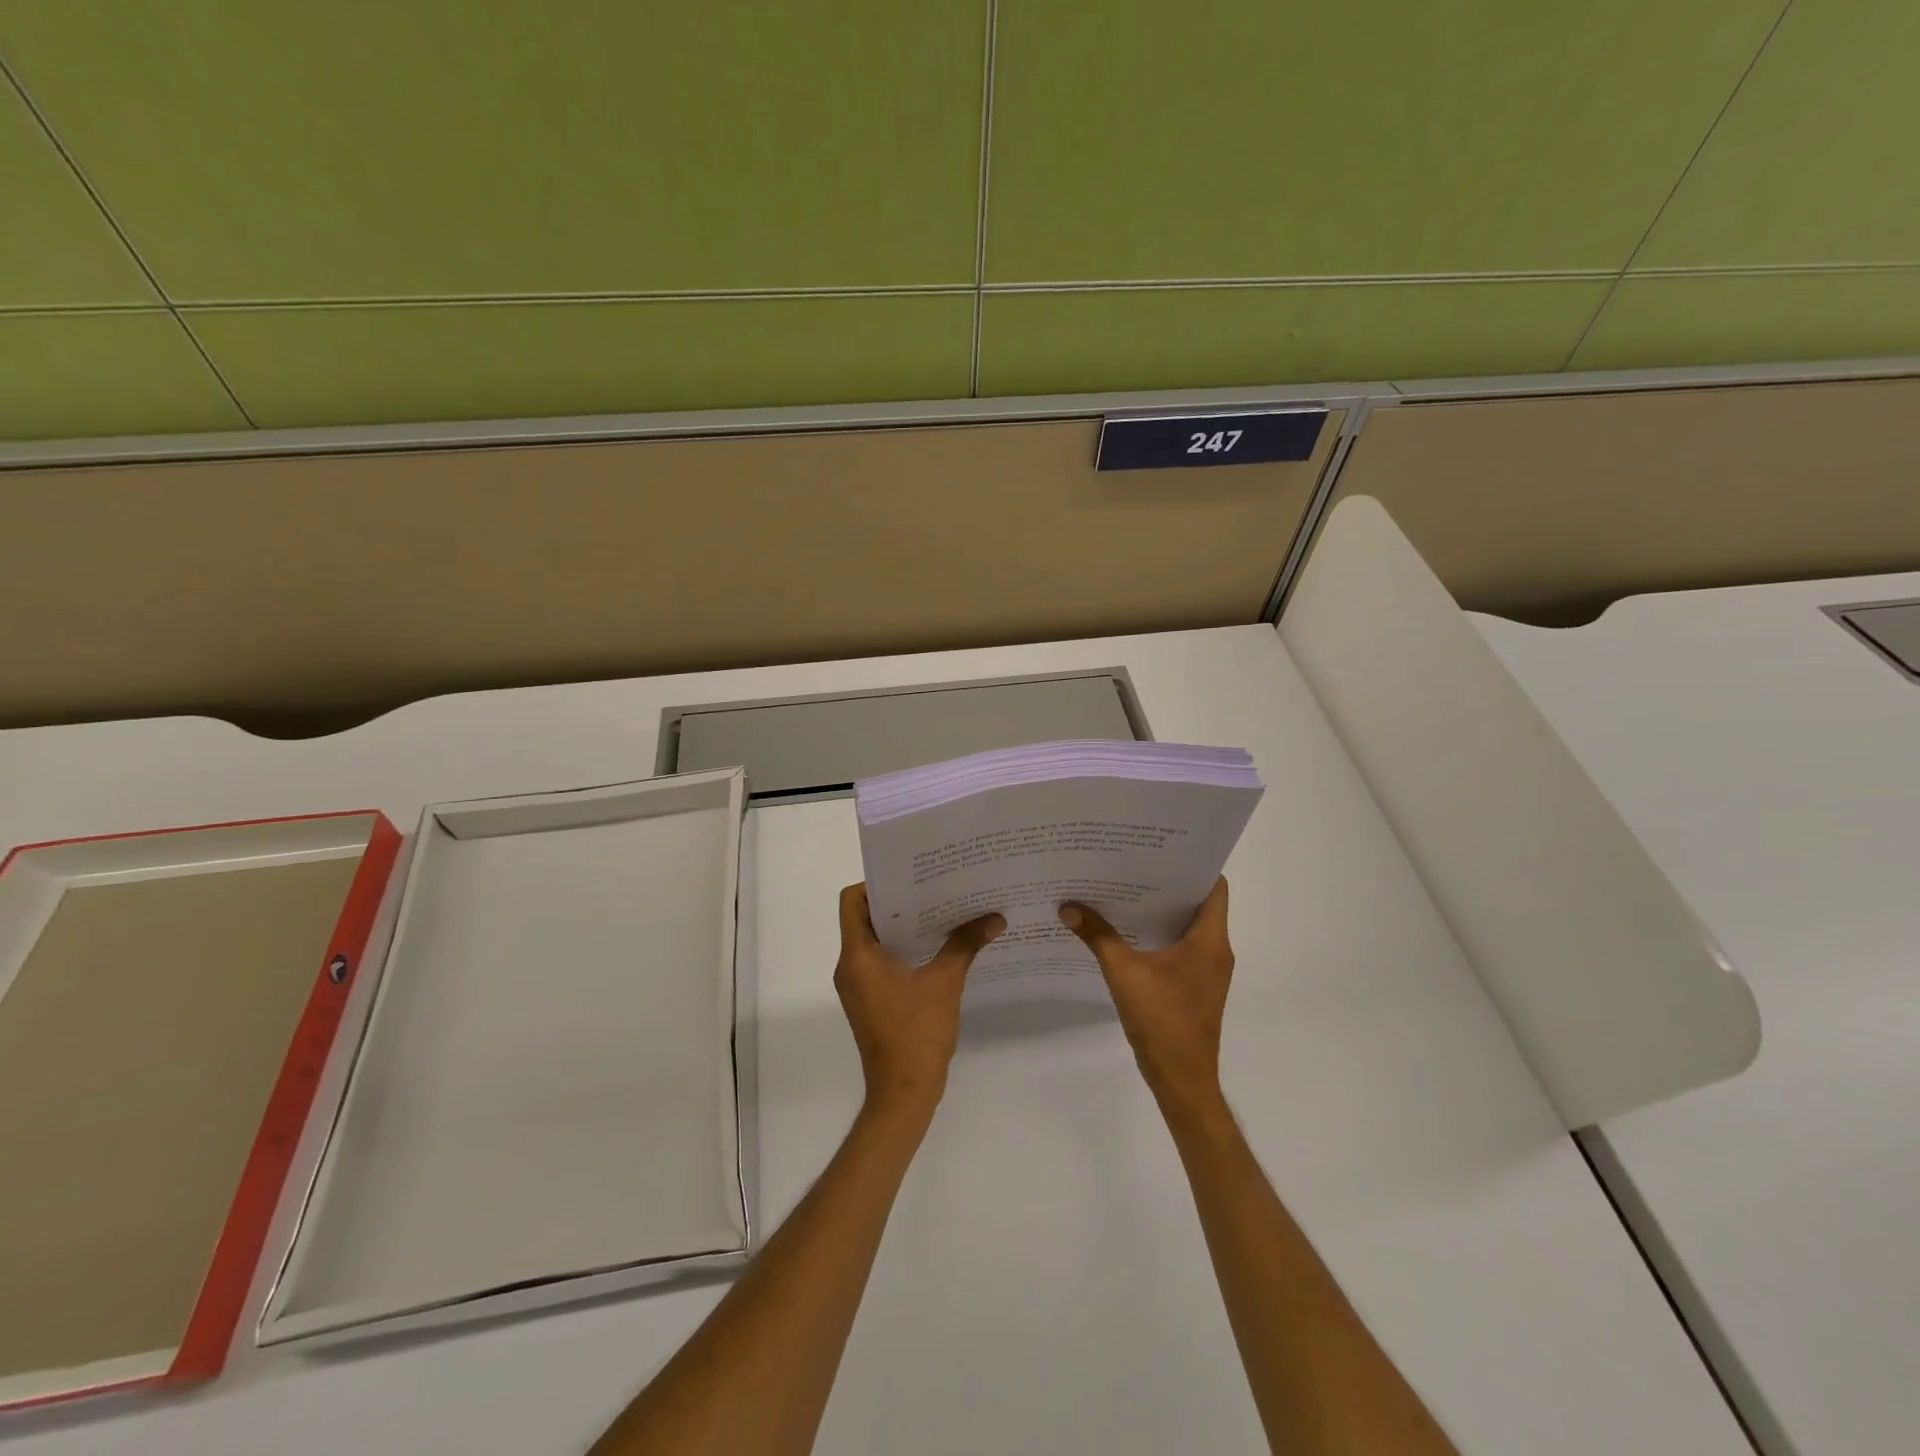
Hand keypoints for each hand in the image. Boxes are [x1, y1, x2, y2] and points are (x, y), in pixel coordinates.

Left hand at [835, 884, 1004, 1121]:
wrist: (903, 1093)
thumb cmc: (917, 1034)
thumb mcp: (945, 983)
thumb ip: (965, 945)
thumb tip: (995, 917)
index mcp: (857, 956)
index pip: (852, 901)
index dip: (876, 884)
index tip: (910, 878)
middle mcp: (850, 966)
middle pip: (864, 918)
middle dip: (898, 902)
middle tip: (933, 888)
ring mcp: (858, 985)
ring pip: (874, 941)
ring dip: (902, 926)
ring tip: (940, 912)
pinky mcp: (869, 999)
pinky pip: (880, 961)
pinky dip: (903, 949)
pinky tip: (936, 947)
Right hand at [1059, 878, 1233, 1115]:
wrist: (1181, 1079)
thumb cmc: (1162, 1021)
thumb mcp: (1124, 973)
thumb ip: (1098, 936)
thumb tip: (1068, 907)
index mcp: (1210, 940)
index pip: (1214, 887)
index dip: (1192, 865)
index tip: (1162, 850)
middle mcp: (1216, 950)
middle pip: (1198, 903)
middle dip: (1167, 883)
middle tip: (1133, 863)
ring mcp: (1208, 970)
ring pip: (1189, 926)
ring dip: (1161, 910)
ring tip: (1125, 889)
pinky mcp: (1196, 985)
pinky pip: (1182, 947)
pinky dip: (1160, 934)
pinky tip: (1127, 930)